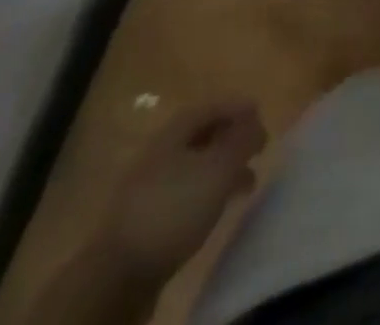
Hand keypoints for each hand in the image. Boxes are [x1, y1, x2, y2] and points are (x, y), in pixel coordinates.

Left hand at [96, 103, 266, 281]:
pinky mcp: (149, 218)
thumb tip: (256, 121)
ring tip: (248, 182)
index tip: (260, 114)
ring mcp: (151, 186)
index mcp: (174, 131)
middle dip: (232, 138)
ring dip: (223, 168)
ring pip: (195, 166)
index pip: (210, 106)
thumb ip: (241, 141)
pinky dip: (208, 192)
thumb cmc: (174, 208)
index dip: (236, 106)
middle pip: (202, 135)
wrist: (118, 273)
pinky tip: (219, 207)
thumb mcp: (217, 169)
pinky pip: (186, 192)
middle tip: (258, 147)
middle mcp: (161, 151)